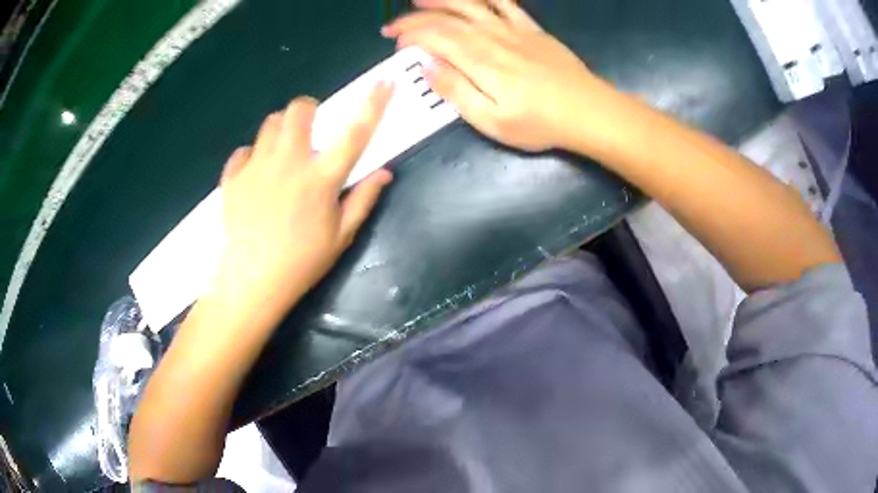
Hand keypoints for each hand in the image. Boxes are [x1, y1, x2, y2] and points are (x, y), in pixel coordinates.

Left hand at [210, 83, 393, 321]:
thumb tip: (385, 173)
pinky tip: (256, 176)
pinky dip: (252, 156)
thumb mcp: (340, 237)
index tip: (385, 83)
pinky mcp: (233, 177)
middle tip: (309, 130)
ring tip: (282, 153)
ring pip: (269, 125)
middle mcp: (289, 163)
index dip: (373, 104)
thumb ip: (363, 200)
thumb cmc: (301, 263)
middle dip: (308, 109)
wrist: (251, 283)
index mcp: (321, 178)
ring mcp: (257, 167)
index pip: (355, 133)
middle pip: (298, 110)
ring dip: (281, 130)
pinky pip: (243, 152)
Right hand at [383, 0, 614, 151]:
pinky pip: (506, 4)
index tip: (395, 45)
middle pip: (446, 20)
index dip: (410, 37)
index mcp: (478, 61)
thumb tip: (428, 68)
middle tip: (393, 27)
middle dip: (414, 20)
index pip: (433, 38)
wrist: (587, 111)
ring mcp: (513, 30)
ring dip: (442, 0)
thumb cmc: (539, 123)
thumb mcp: (492, 121)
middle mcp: (491, 37)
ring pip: (470, 5)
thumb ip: (457, 92)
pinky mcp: (532, 30)